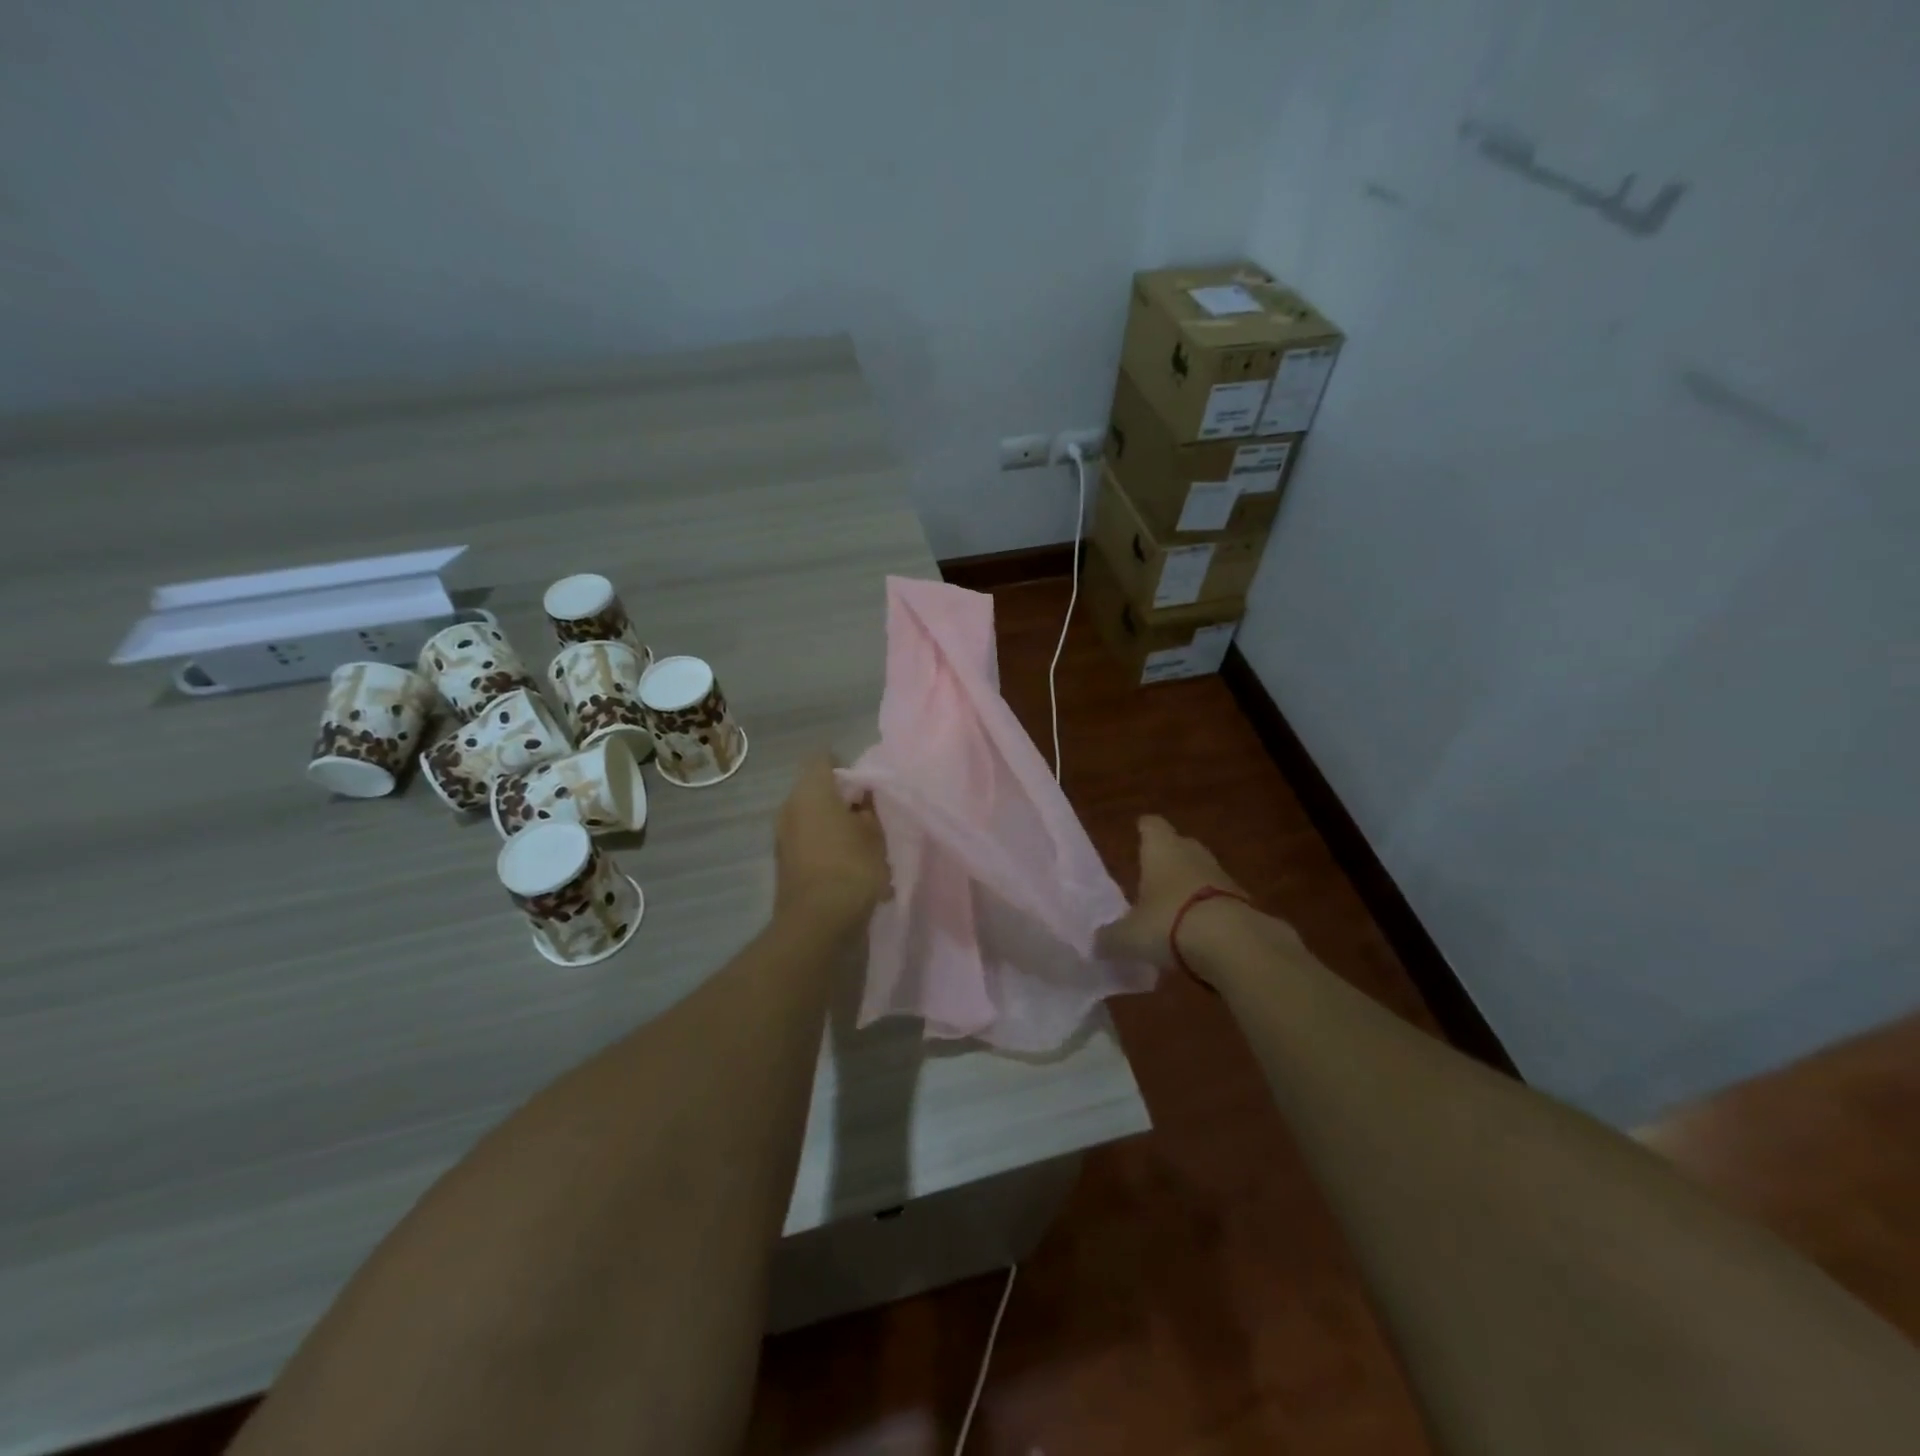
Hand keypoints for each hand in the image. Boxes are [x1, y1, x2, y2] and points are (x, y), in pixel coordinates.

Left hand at [774, 753, 890, 934]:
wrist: (820, 925)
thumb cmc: (852, 868)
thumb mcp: (875, 834)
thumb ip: (870, 810)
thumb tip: (861, 800)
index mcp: (809, 791)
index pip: (823, 760)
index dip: (846, 767)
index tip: (867, 785)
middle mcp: (790, 809)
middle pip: (817, 792)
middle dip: (842, 801)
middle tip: (871, 816)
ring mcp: (784, 839)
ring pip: (814, 821)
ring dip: (836, 829)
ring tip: (866, 846)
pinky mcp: (787, 866)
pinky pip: (811, 846)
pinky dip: (829, 851)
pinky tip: (854, 870)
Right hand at [1097, 815, 1246, 970]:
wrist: (1232, 943)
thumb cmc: (1168, 923)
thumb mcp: (1128, 937)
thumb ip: (1110, 938)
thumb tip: (1096, 943)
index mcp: (1161, 849)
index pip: (1152, 826)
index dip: (1145, 829)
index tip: (1139, 832)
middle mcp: (1192, 853)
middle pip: (1180, 845)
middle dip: (1168, 858)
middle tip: (1153, 876)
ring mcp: (1222, 875)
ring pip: (1201, 872)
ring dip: (1190, 886)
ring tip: (1174, 910)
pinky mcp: (1243, 902)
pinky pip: (1219, 899)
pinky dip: (1209, 910)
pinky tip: (1199, 933)